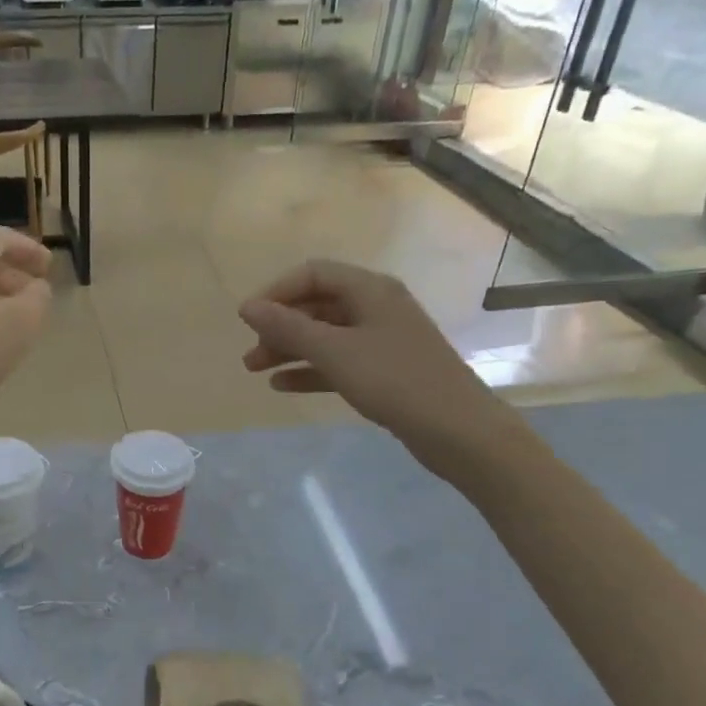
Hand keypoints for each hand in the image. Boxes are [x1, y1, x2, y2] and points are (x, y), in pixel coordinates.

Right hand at [239, 260, 512, 476]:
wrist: (458, 430)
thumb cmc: (395, 380)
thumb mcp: (335, 351)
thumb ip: (288, 327)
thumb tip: (247, 307)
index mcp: (370, 290)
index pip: (313, 274)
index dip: (276, 292)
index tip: (248, 319)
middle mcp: (376, 307)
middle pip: (317, 305)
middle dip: (279, 326)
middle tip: (250, 353)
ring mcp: (382, 340)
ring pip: (325, 336)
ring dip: (289, 349)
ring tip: (256, 370)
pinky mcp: (384, 371)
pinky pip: (338, 362)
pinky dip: (310, 370)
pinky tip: (283, 386)